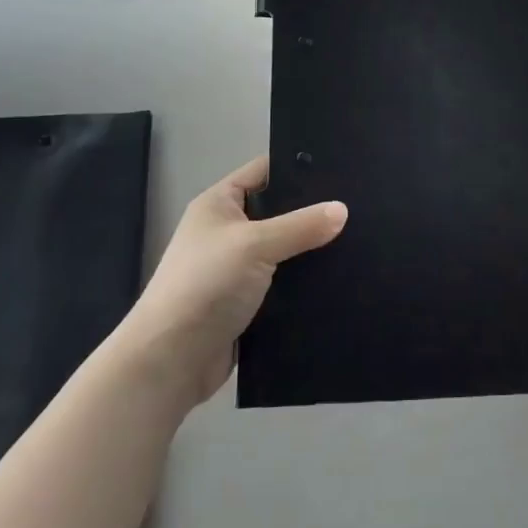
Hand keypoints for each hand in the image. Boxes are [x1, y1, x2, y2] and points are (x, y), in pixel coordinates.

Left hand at [118, 156, 345, 405]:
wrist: (170, 361)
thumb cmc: (206, 285)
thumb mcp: (255, 245)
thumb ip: (301, 226)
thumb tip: (343, 210)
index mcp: (219, 203)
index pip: (264, 171)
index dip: (297, 167)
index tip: (339, 168)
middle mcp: (227, 231)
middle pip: (277, 211)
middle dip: (311, 212)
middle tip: (356, 206)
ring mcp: (236, 269)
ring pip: (283, 250)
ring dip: (309, 251)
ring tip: (358, 240)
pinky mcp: (246, 304)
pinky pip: (282, 284)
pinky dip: (303, 284)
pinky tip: (338, 280)